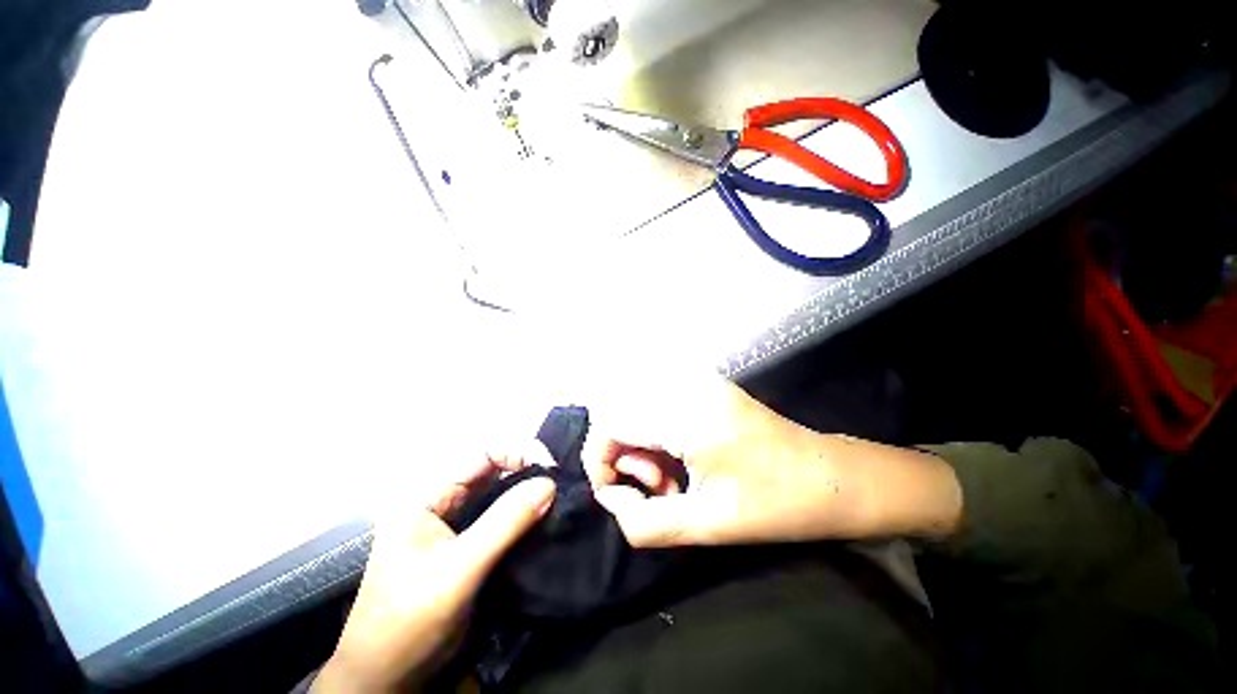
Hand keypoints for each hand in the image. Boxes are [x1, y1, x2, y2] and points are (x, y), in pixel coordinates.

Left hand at [313, 448, 555, 693]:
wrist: (387, 680)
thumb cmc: (409, 620)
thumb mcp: (457, 569)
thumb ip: (504, 523)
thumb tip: (549, 484)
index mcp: (429, 496)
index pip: (482, 455)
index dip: (519, 452)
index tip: (551, 467)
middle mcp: (444, 504)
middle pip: (494, 472)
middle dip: (528, 472)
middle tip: (561, 484)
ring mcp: (458, 527)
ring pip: (500, 496)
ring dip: (529, 494)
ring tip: (559, 499)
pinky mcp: (470, 548)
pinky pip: (503, 521)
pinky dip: (525, 517)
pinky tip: (545, 520)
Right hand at [583, 373, 961, 547]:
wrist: (831, 476)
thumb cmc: (775, 503)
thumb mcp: (707, 526)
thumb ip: (645, 523)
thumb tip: (612, 503)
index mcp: (686, 415)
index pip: (610, 424)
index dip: (599, 461)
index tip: (617, 498)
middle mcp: (685, 387)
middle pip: (620, 413)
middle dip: (623, 456)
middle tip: (656, 489)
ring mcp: (697, 381)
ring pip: (637, 408)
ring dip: (640, 446)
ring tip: (669, 479)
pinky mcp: (704, 386)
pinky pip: (657, 405)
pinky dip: (655, 434)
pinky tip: (679, 458)